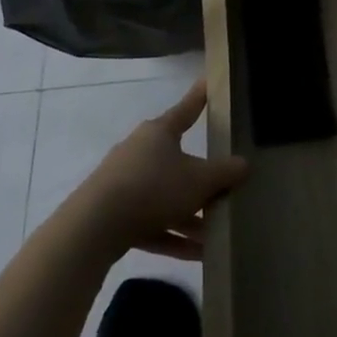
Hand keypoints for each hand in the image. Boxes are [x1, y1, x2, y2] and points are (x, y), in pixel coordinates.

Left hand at [84, 79, 248, 258]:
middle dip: (203, 179)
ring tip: (218, 233)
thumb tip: (244, 165)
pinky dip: (174, 236)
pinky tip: (198, 255)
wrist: (93, 229)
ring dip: (191, 215)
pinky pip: (152, 223)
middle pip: (178, 160)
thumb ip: (225, 172)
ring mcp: (124, 184)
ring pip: (166, 196)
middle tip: (227, 186)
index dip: (201, 96)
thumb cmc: (153, 188)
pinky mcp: (114, 216)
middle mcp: (140, 152)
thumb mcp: (200, 180)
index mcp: (159, 133)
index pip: (187, 108)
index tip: (209, 81)